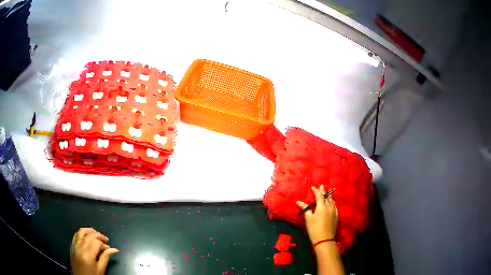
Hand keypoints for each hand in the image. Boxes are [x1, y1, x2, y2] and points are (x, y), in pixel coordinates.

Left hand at [70, 228, 118, 274]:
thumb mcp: (101, 270)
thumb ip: (106, 258)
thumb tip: (114, 249)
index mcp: (88, 255)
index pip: (97, 243)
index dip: (104, 244)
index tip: (109, 249)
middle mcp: (80, 248)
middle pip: (89, 235)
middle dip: (98, 235)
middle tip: (105, 240)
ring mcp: (75, 246)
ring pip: (81, 232)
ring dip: (90, 231)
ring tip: (96, 234)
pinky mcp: (72, 246)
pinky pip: (76, 235)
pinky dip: (82, 233)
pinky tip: (87, 236)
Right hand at [296, 185, 337, 243]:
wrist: (325, 239)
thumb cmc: (314, 229)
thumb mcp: (308, 219)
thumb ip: (305, 209)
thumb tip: (298, 201)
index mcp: (322, 206)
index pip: (319, 196)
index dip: (316, 191)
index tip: (313, 187)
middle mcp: (329, 207)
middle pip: (327, 197)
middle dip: (323, 191)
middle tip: (322, 186)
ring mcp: (334, 211)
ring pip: (332, 201)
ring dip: (329, 196)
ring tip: (327, 193)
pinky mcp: (336, 216)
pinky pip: (335, 206)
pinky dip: (333, 202)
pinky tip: (332, 203)